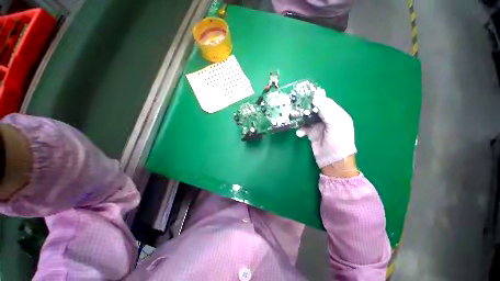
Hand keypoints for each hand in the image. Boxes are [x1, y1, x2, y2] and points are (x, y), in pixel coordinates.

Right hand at [297, 89, 358, 176]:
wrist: (332, 160)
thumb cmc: (338, 141)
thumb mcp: (335, 123)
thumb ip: (326, 109)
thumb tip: (318, 93)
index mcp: (336, 114)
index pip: (325, 102)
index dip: (315, 99)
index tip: (304, 96)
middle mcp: (327, 119)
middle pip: (314, 109)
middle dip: (305, 109)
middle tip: (295, 107)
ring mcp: (319, 126)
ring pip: (307, 118)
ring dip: (300, 118)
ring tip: (293, 117)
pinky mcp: (312, 134)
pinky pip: (304, 128)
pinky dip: (301, 129)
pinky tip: (299, 133)